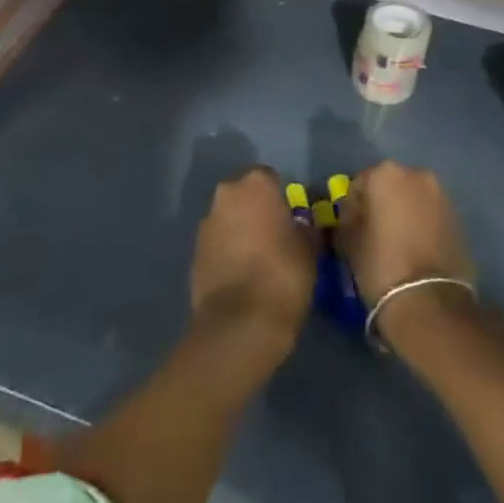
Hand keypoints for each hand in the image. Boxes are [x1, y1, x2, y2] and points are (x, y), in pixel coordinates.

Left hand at [190, 167, 316, 353]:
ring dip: (240, 233)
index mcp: (256, 184)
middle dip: (256, 212)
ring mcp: (206, 225)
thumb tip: (303, 228)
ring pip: (228, 220)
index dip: (281, 199)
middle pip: (244, 197)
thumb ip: (305, 230)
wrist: (239, 323)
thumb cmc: (283, 274)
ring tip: (258, 262)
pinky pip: (217, 246)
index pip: (270, 179)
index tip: (291, 221)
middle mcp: (226, 195)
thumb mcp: (309, 250)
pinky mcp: (194, 255)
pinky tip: (242, 279)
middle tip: (275, 238)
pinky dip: (227, 255)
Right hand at [336, 161, 476, 341]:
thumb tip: (351, 219)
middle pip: (390, 186)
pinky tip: (415, 251)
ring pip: (413, 199)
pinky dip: (422, 226)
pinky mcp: (458, 219)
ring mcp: (441, 195)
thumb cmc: (381, 265)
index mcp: (386, 173)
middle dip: (381, 205)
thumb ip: (347, 220)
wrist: (431, 302)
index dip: (352, 208)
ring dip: (404, 214)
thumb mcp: (349, 242)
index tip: (350, 230)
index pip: (360, 184)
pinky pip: (431, 215)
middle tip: (373, 234)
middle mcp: (417, 174)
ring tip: (396, 244)